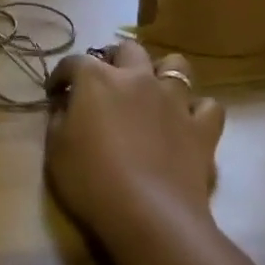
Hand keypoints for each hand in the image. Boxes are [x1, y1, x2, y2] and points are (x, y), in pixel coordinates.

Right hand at [44, 41, 223, 242]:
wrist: (149, 214)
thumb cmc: (91, 180)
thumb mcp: (55, 150)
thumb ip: (58, 119)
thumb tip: (64, 106)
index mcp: (97, 79)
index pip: (73, 63)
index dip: (61, 75)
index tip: (55, 92)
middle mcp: (137, 78)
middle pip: (128, 50)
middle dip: (114, 59)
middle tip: (105, 82)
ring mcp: (174, 100)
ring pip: (176, 65)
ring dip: (161, 72)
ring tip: (151, 90)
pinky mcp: (202, 128)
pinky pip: (208, 106)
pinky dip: (197, 110)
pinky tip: (186, 122)